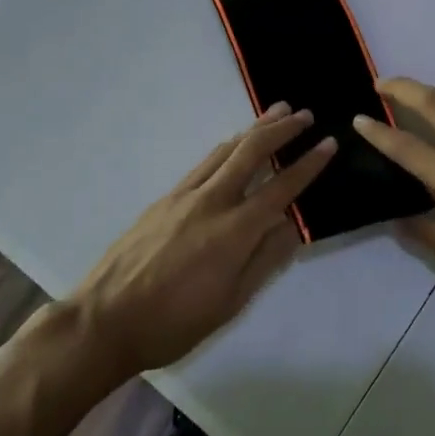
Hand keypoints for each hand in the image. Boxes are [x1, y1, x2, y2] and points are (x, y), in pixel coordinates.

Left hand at [67, 103, 336, 379]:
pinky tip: (233, 145)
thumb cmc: (173, 323)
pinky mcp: (165, 198)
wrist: (105, 319)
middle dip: (282, 129)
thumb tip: (292, 226)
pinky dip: (227, 146)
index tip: (329, 143)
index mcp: (234, 231)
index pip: (281, 188)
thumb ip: (264, 261)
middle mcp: (212, 201)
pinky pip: (204, 162)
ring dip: (254, 128)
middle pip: (252, 152)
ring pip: (225, 149)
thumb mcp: (230, 304)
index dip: (308, 164)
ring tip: (276, 112)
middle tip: (305, 114)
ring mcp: (184, 195)